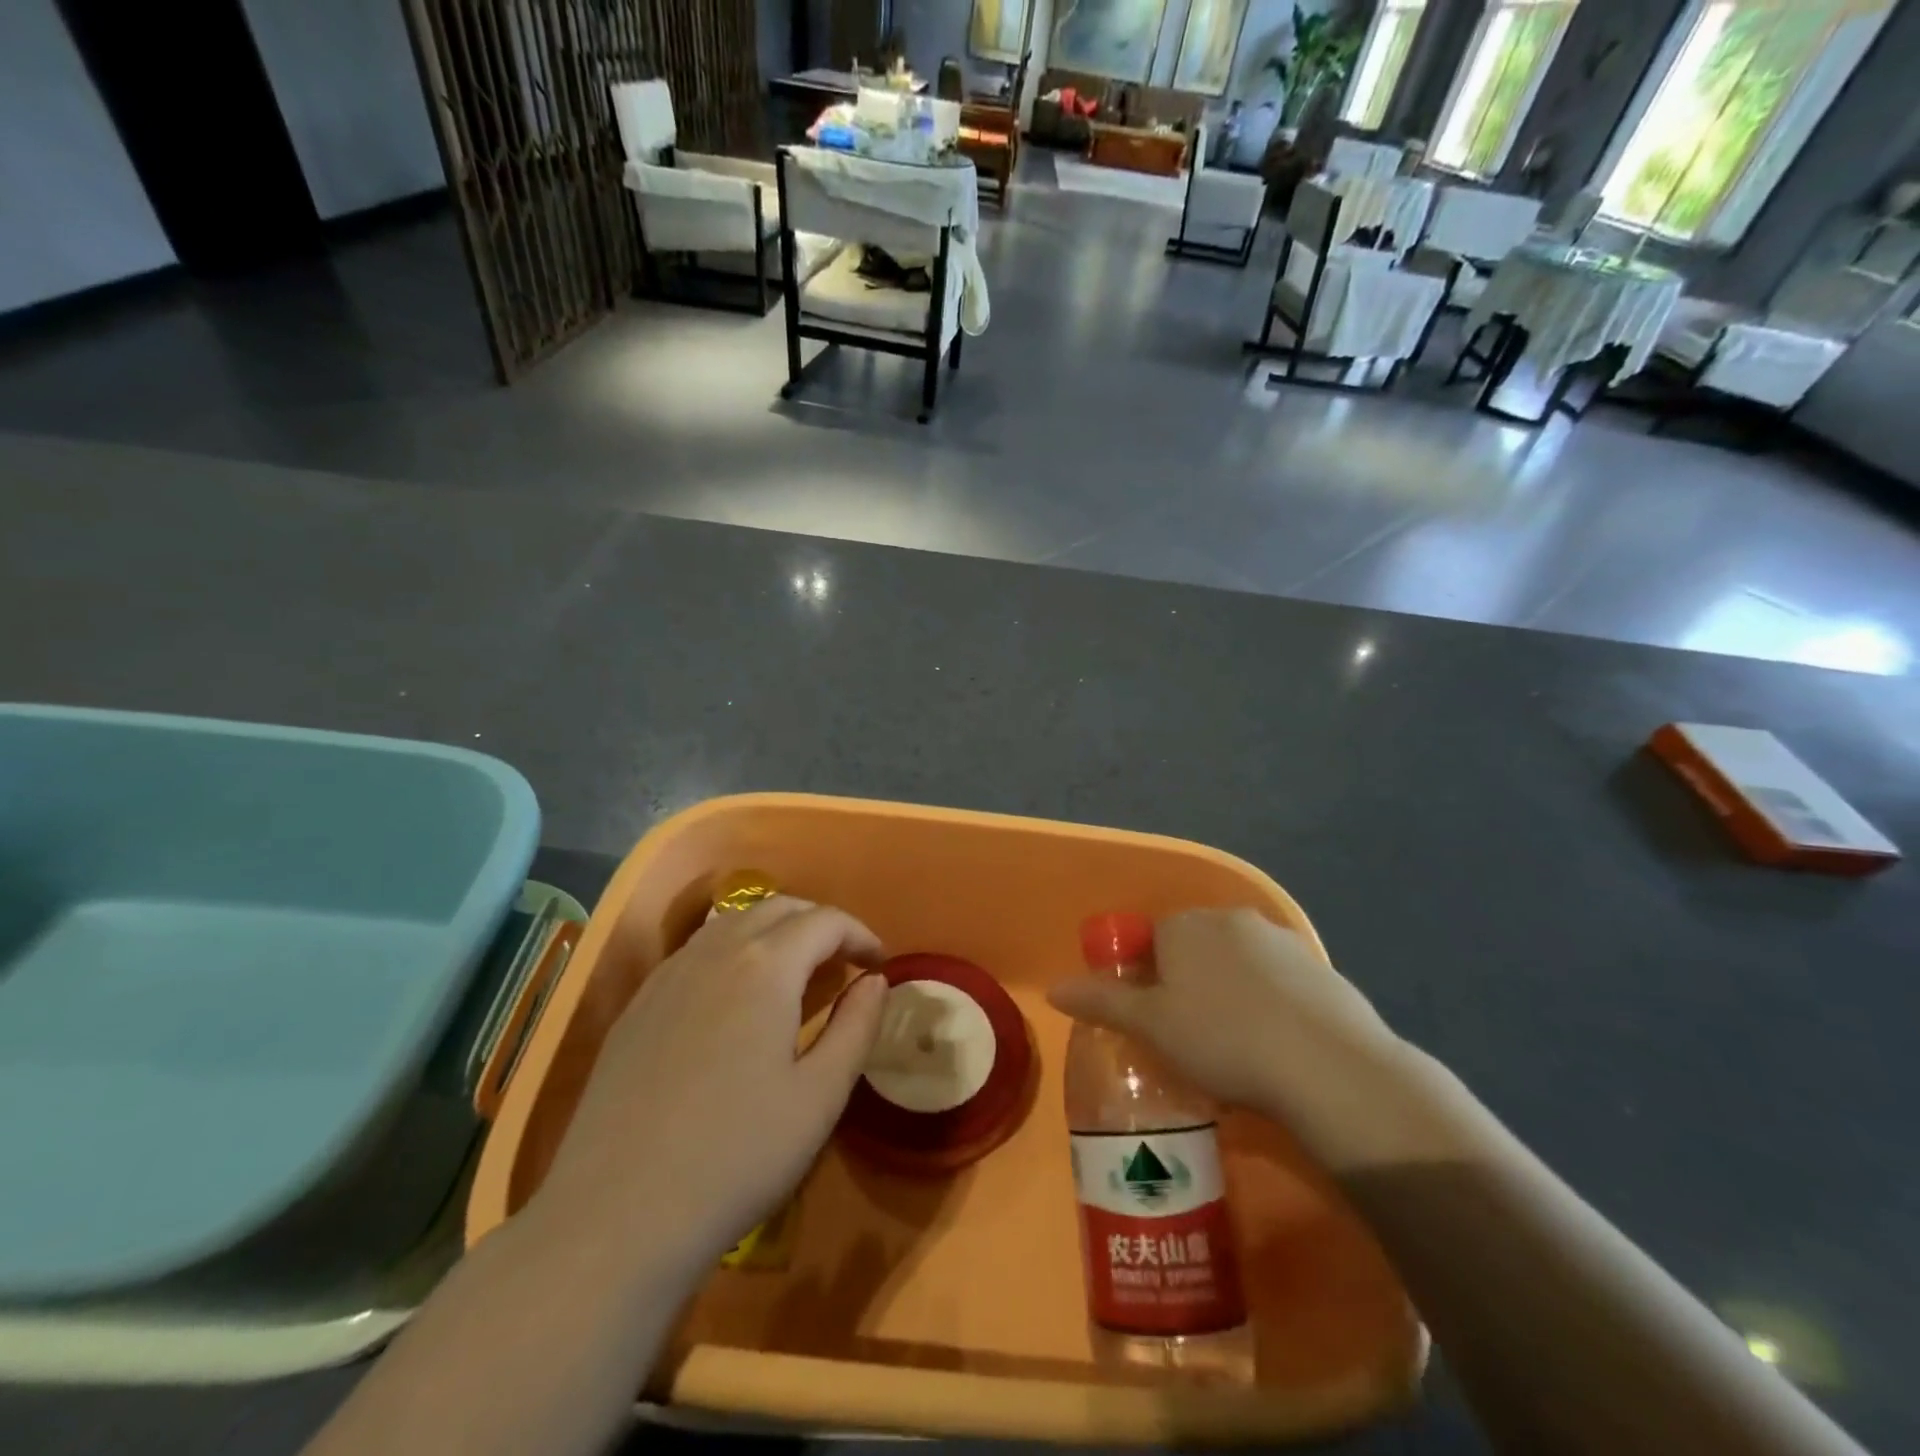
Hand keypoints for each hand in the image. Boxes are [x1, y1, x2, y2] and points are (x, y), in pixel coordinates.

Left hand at [536, 897, 887, 1263]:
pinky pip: (696, 951)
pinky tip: (735, 998)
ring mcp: (669, 975)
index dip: (859, 934)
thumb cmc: (736, 1156)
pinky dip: (732, 951)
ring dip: (774, 932)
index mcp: (766, 966)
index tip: (878, 965)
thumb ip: (857, 1026)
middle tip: (842, 963)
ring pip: (732, 923)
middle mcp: (715, 952)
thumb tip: (875, 981)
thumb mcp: (820, 1097)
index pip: (824, 922)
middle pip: (777, 908)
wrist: (616, 1216)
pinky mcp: (638, 1005)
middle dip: (819, 924)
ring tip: (794, 973)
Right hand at [1049, 909, 1433, 1172]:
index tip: (1154, 1022)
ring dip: (1229, 992)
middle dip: (1187, 983)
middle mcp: (1230, 918)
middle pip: (1193, 947)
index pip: (1150, 940)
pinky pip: (1278, 981)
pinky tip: (1276, 1044)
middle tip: (1190, 1037)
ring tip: (1236, 1047)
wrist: (1327, 1065)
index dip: (1146, 980)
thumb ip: (1101, 1001)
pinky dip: (1269, 1002)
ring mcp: (1280, 939)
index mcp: (1184, 925)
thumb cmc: (1222, 1039)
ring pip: (1237, 963)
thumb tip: (1053, 988)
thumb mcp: (1150, 1026)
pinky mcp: (1320, 967)